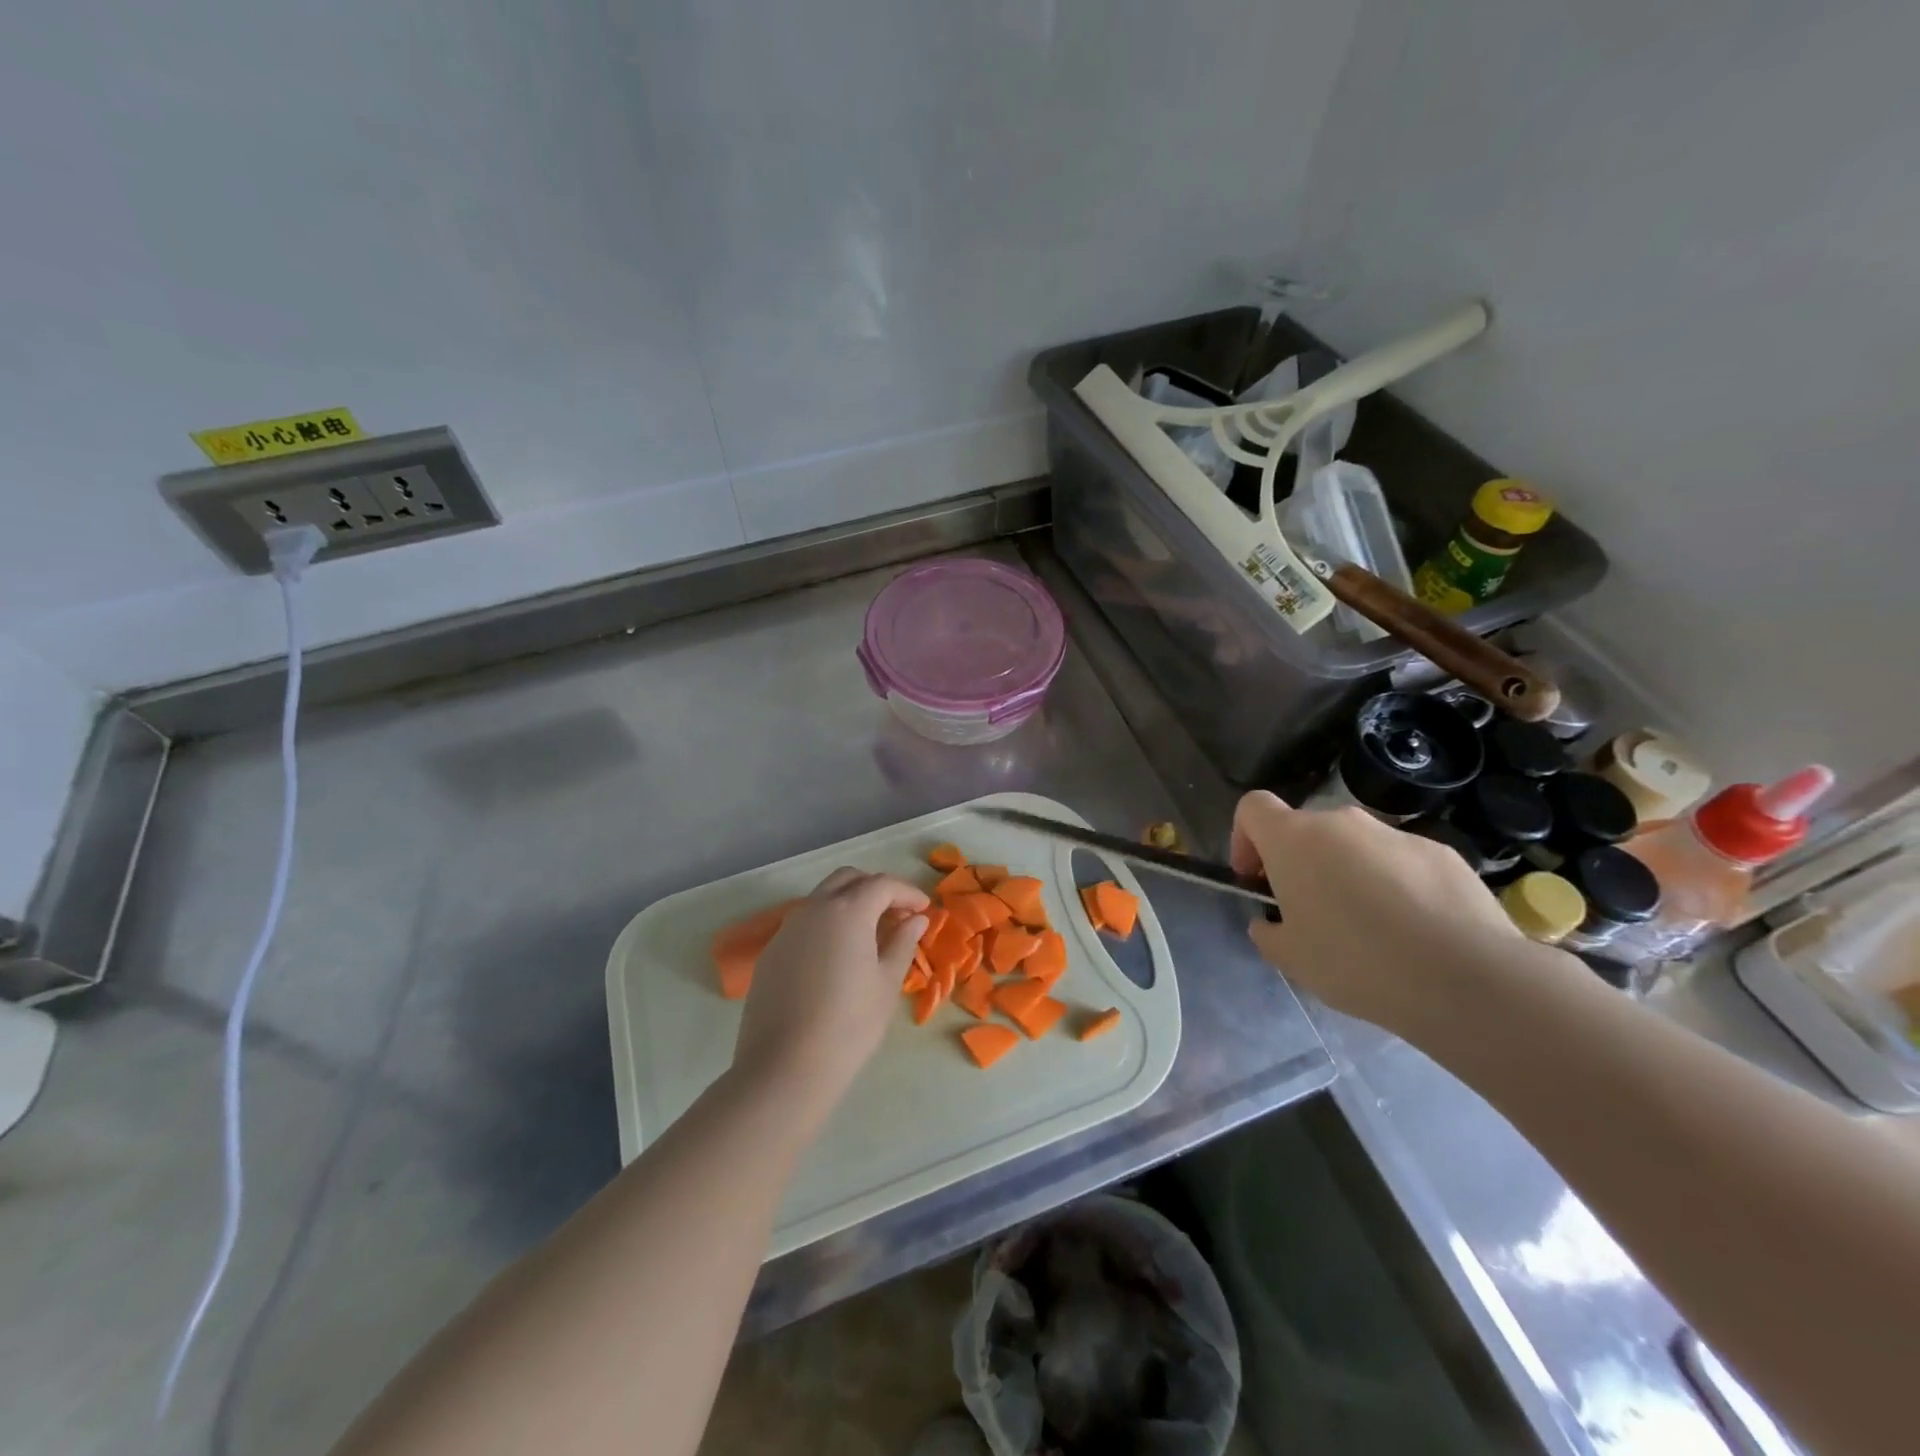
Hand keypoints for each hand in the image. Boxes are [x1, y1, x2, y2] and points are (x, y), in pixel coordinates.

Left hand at [733, 867, 929, 1111]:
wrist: (785, 1067)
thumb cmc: (849, 1025)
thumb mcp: (887, 983)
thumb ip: (903, 942)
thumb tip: (916, 919)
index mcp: (848, 911)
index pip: (882, 885)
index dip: (907, 893)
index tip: (924, 910)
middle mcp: (814, 909)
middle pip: (848, 879)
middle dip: (876, 888)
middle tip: (898, 914)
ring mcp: (787, 929)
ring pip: (823, 898)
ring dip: (849, 903)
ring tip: (870, 933)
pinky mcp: (771, 952)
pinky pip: (805, 923)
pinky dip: (827, 924)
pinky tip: (838, 955)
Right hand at [1230, 791, 1522, 1034]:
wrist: (1466, 977)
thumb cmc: (1356, 962)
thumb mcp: (1291, 958)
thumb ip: (1269, 931)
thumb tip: (1272, 922)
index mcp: (1294, 839)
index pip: (1253, 807)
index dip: (1245, 838)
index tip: (1256, 879)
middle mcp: (1341, 823)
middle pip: (1306, 830)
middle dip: (1301, 864)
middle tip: (1313, 915)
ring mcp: (1395, 834)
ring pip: (1356, 847)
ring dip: (1349, 875)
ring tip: (1371, 930)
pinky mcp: (1442, 852)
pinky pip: (1402, 863)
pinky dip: (1397, 887)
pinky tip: (1415, 932)